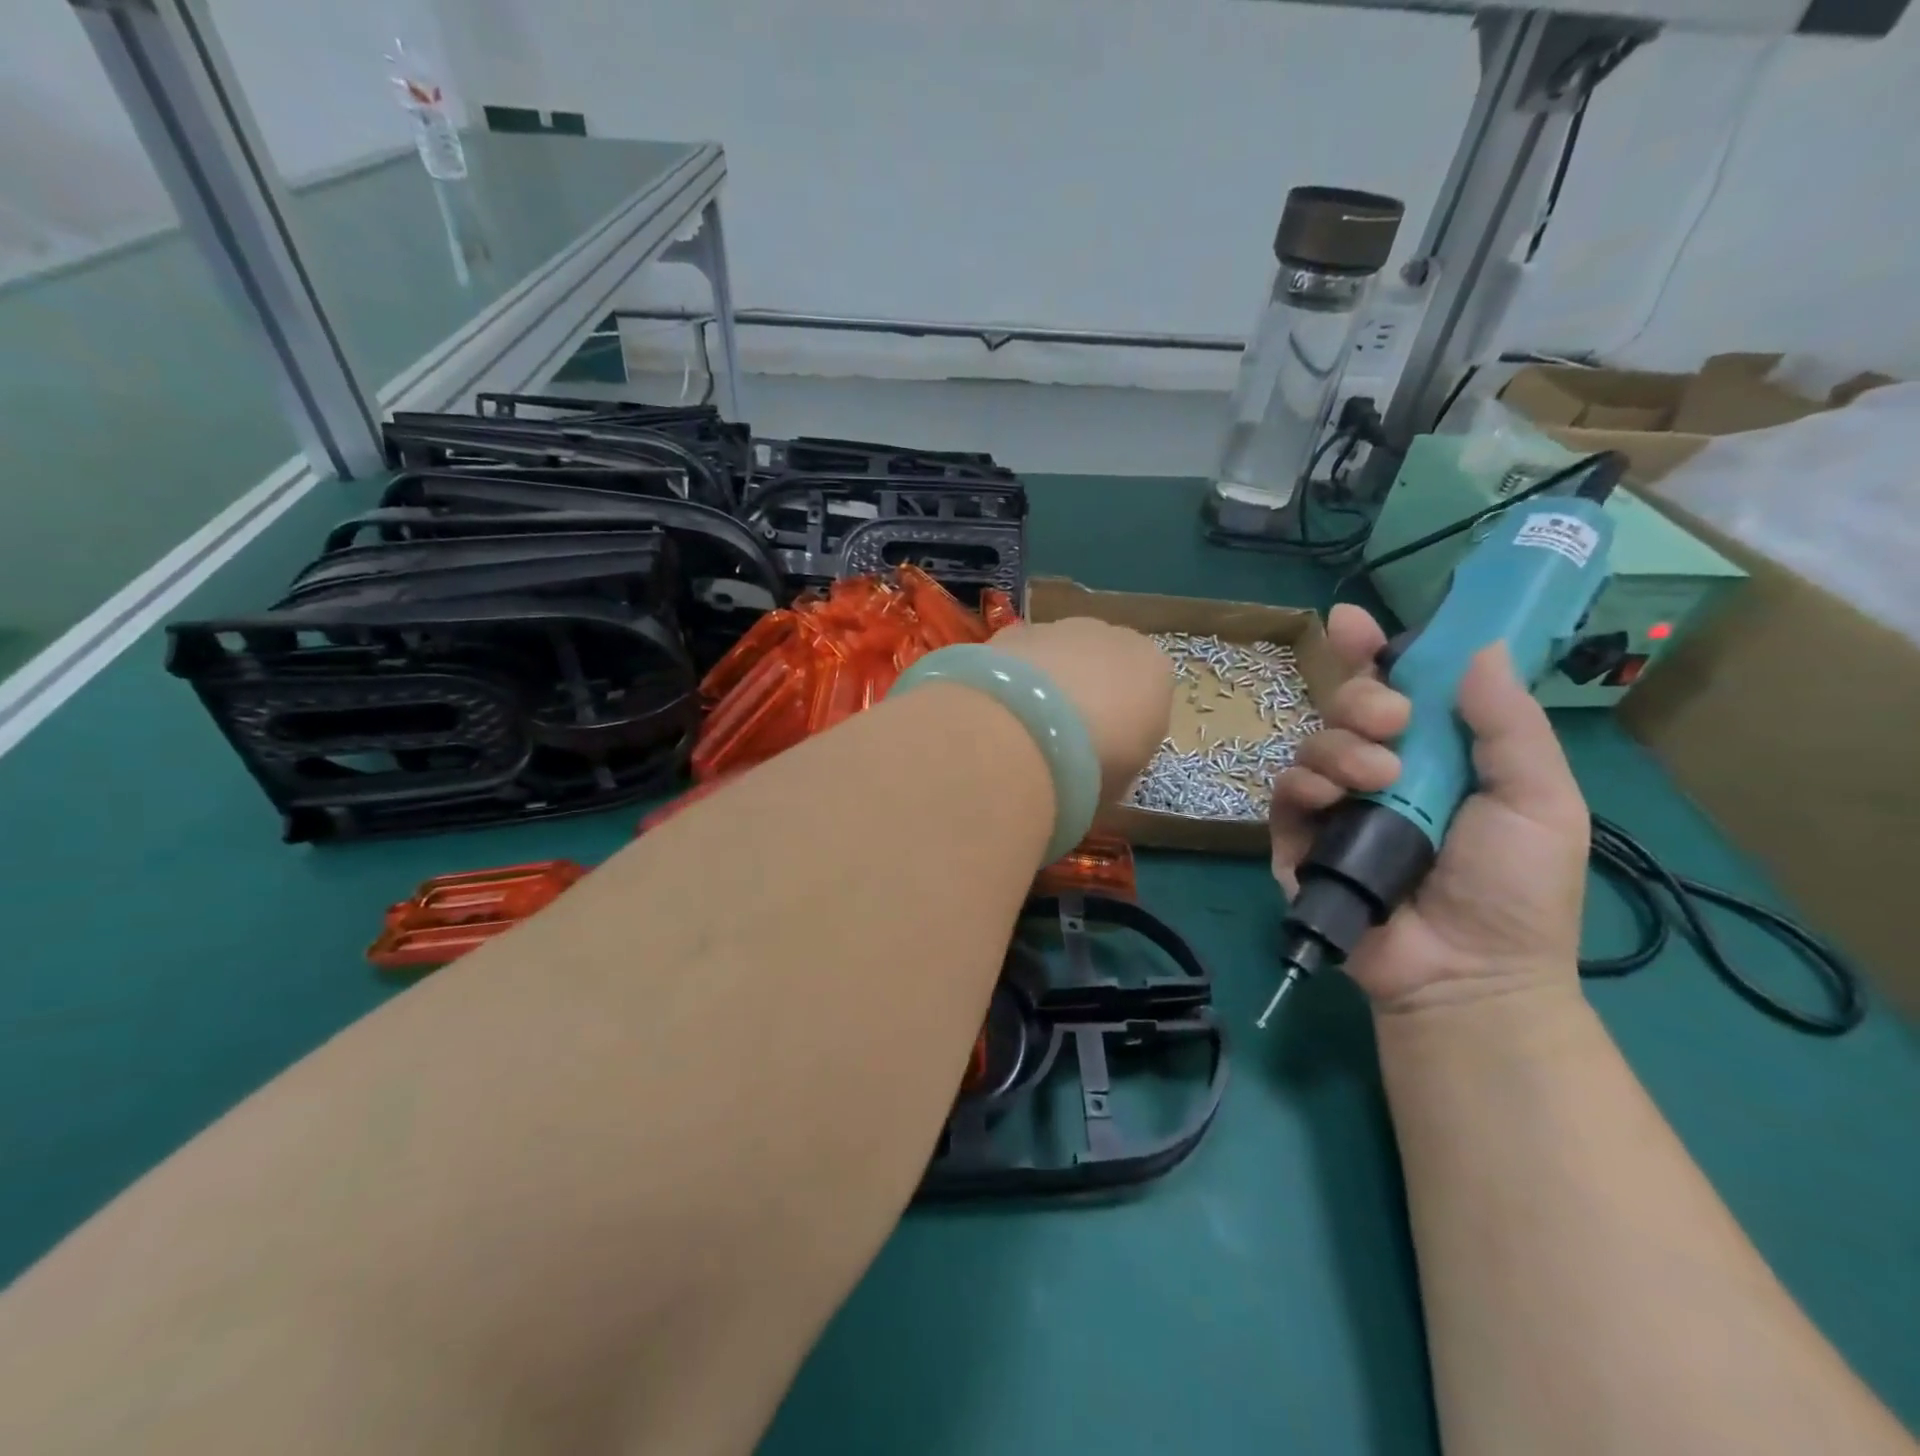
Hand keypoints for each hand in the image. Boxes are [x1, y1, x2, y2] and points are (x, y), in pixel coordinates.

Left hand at [991, 619, 1172, 802]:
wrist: (1029, 730)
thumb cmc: (1094, 764)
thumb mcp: (1121, 782)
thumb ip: (1120, 766)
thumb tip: (1102, 771)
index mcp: (1155, 671)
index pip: (1147, 694)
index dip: (1124, 725)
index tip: (1103, 754)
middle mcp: (1115, 638)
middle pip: (1104, 666)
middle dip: (1087, 695)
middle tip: (1061, 740)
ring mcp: (1063, 628)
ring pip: (1060, 655)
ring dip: (1048, 683)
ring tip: (1024, 727)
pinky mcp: (1016, 630)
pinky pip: (1021, 656)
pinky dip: (1013, 678)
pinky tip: (999, 708)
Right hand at [1270, 605, 1590, 1015]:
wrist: (1468, 972)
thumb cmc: (1516, 889)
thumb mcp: (1540, 800)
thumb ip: (1510, 725)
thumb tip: (1479, 649)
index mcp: (1436, 755)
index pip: (1398, 688)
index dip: (1373, 651)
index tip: (1352, 622)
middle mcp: (1380, 771)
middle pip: (1345, 706)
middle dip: (1359, 698)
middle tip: (1392, 720)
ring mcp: (1336, 805)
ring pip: (1312, 743)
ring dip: (1339, 747)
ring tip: (1377, 782)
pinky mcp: (1298, 839)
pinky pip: (1283, 792)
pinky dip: (1302, 785)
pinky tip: (1329, 799)